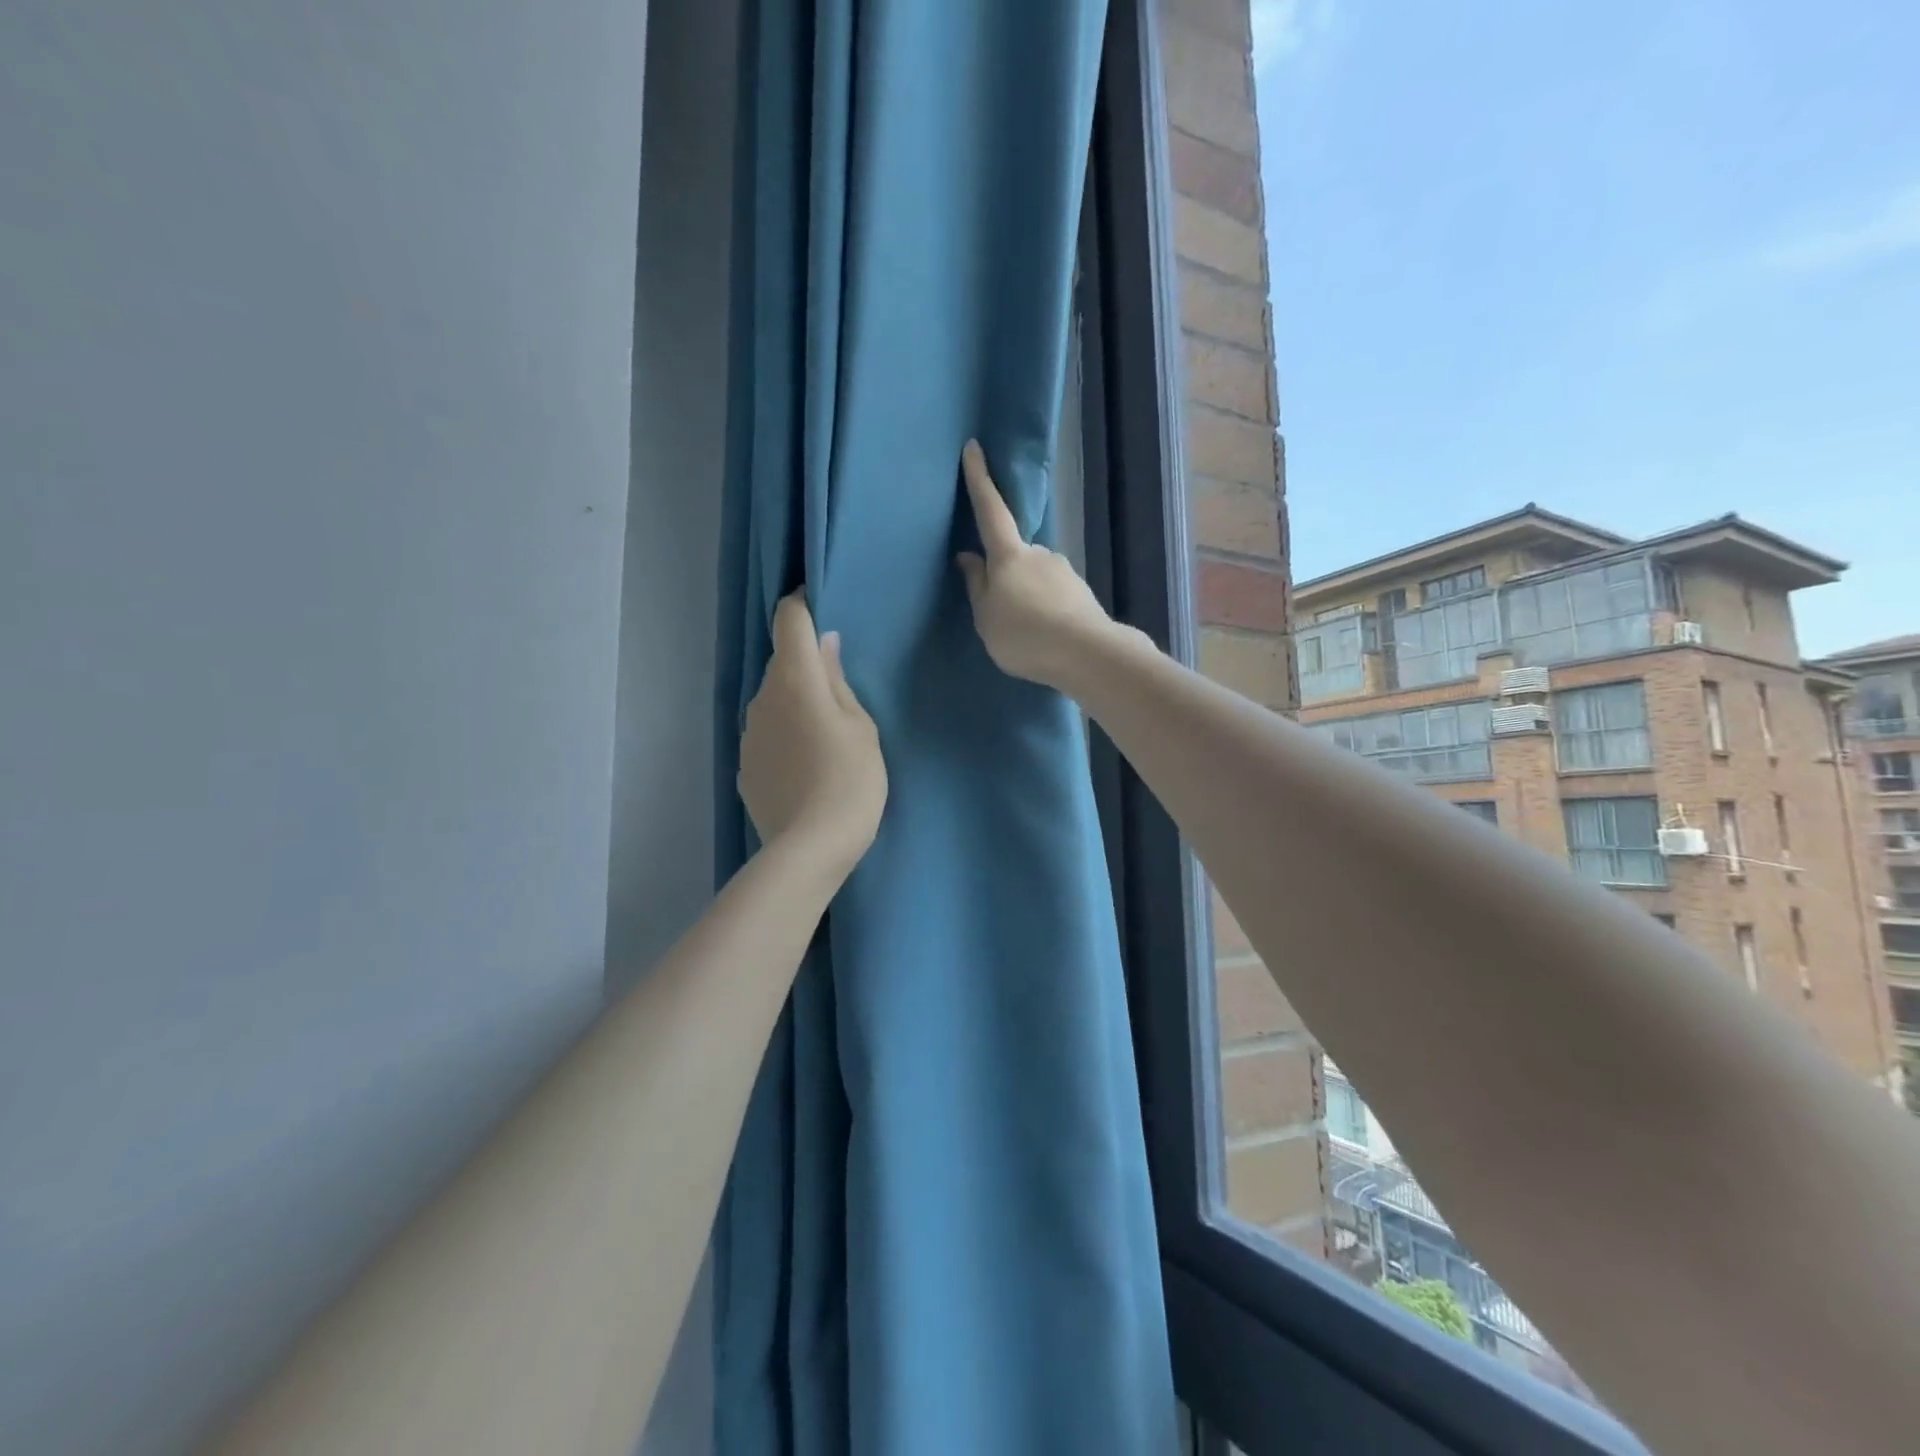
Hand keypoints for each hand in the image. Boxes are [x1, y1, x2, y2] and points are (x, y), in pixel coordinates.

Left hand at [740, 592, 887, 875]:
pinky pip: (767, 733)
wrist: (810, 848)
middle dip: (806, 662)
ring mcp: (748, 734)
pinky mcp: (745, 766)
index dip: (802, 604)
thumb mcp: (861, 727)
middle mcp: (762, 698)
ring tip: (826, 732)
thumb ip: (838, 681)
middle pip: (782, 662)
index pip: (788, 619)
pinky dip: (785, 734)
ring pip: (773, 700)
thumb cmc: (851, 779)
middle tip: (840, 685)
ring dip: (795, 701)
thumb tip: (823, 646)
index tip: (821, 605)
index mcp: (795, 679)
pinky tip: (807, 763)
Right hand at [956, 440, 1118, 690]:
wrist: (1086, 653)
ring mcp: (1064, 571)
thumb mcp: (986, 617)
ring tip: (1024, 633)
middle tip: (1000, 611)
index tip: (974, 448)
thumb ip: (976, 586)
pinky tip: (1044, 636)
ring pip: (1036, 576)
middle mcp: (1039, 554)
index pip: (990, 510)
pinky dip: (1045, 610)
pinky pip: (1053, 595)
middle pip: (1014, 554)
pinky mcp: (1080, 592)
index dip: (980, 479)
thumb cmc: (1024, 635)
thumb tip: (969, 557)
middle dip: (1006, 574)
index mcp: (1010, 555)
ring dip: (1027, 596)